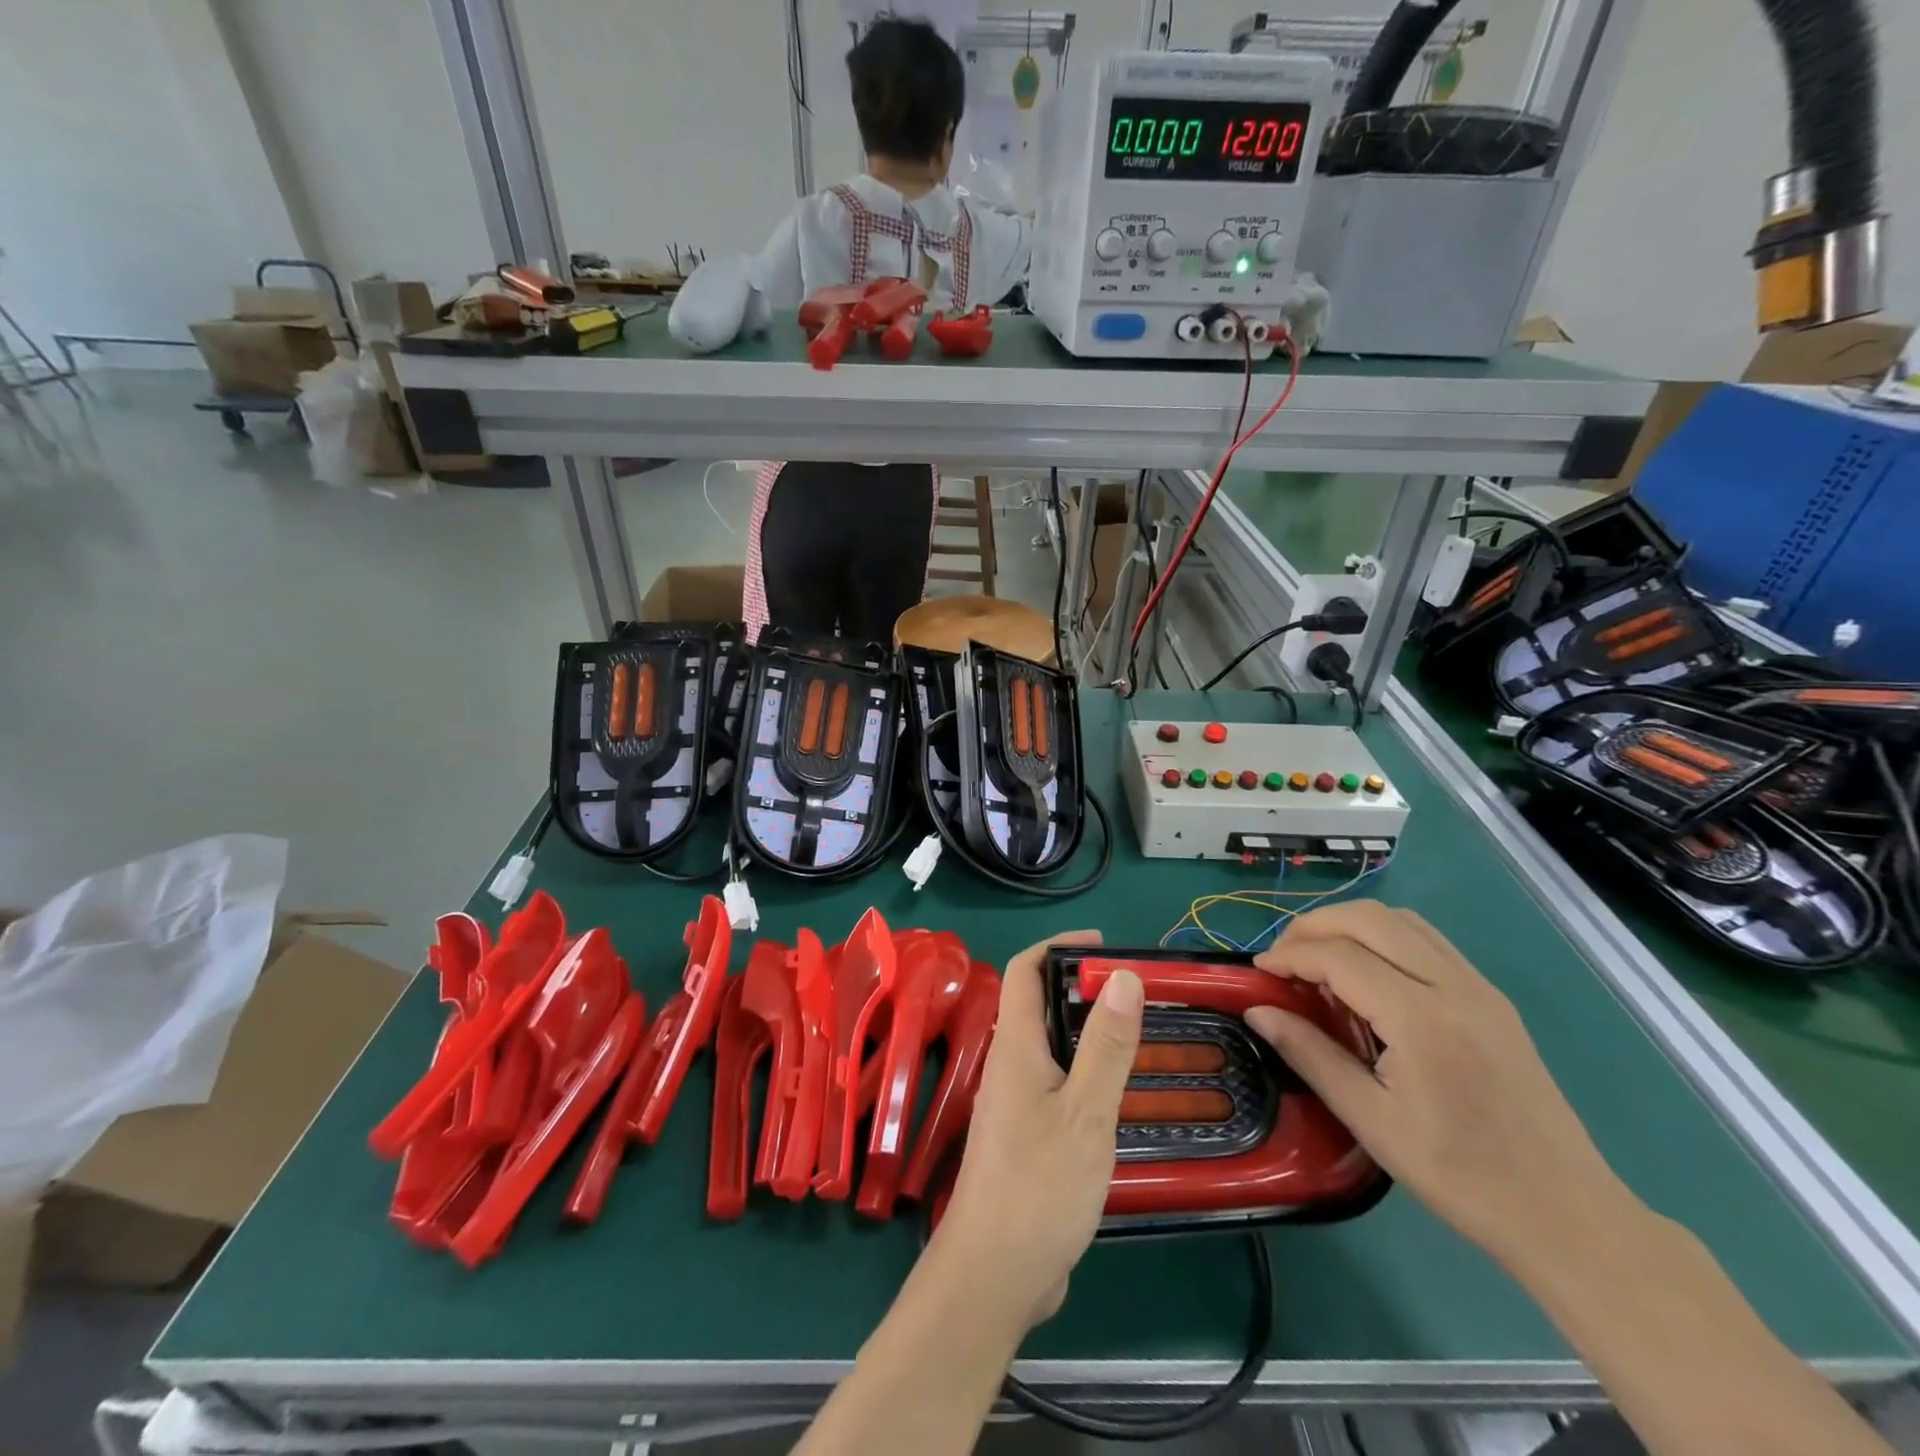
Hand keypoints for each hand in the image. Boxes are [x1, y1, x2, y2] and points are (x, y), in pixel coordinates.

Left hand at [935, 932, 1142, 1330]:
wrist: (995, 1274)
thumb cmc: (1039, 1186)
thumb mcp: (1086, 1112)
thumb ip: (1106, 1045)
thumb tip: (1121, 975)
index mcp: (1015, 1046)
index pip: (1025, 970)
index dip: (1059, 946)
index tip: (1103, 944)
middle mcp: (1009, 1065)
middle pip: (1038, 1006)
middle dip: (1081, 988)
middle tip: (1135, 994)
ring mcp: (1014, 1103)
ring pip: (1050, 1047)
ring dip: (1087, 1032)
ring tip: (1137, 1036)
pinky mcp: (1025, 1136)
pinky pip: (1056, 1083)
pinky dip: (1085, 1072)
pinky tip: (1118, 1095)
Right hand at [1246, 902, 1630, 1268]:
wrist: (1567, 1214)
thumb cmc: (1461, 1176)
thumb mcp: (1371, 1121)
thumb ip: (1310, 1055)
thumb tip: (1257, 1011)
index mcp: (1422, 1018)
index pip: (1338, 956)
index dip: (1289, 955)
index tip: (1258, 972)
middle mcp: (1453, 986)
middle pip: (1369, 918)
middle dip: (1314, 925)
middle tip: (1283, 958)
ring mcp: (1479, 987)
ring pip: (1401, 919)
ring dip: (1350, 924)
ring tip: (1318, 958)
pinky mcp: (1492, 998)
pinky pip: (1427, 940)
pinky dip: (1384, 936)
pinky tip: (1367, 973)